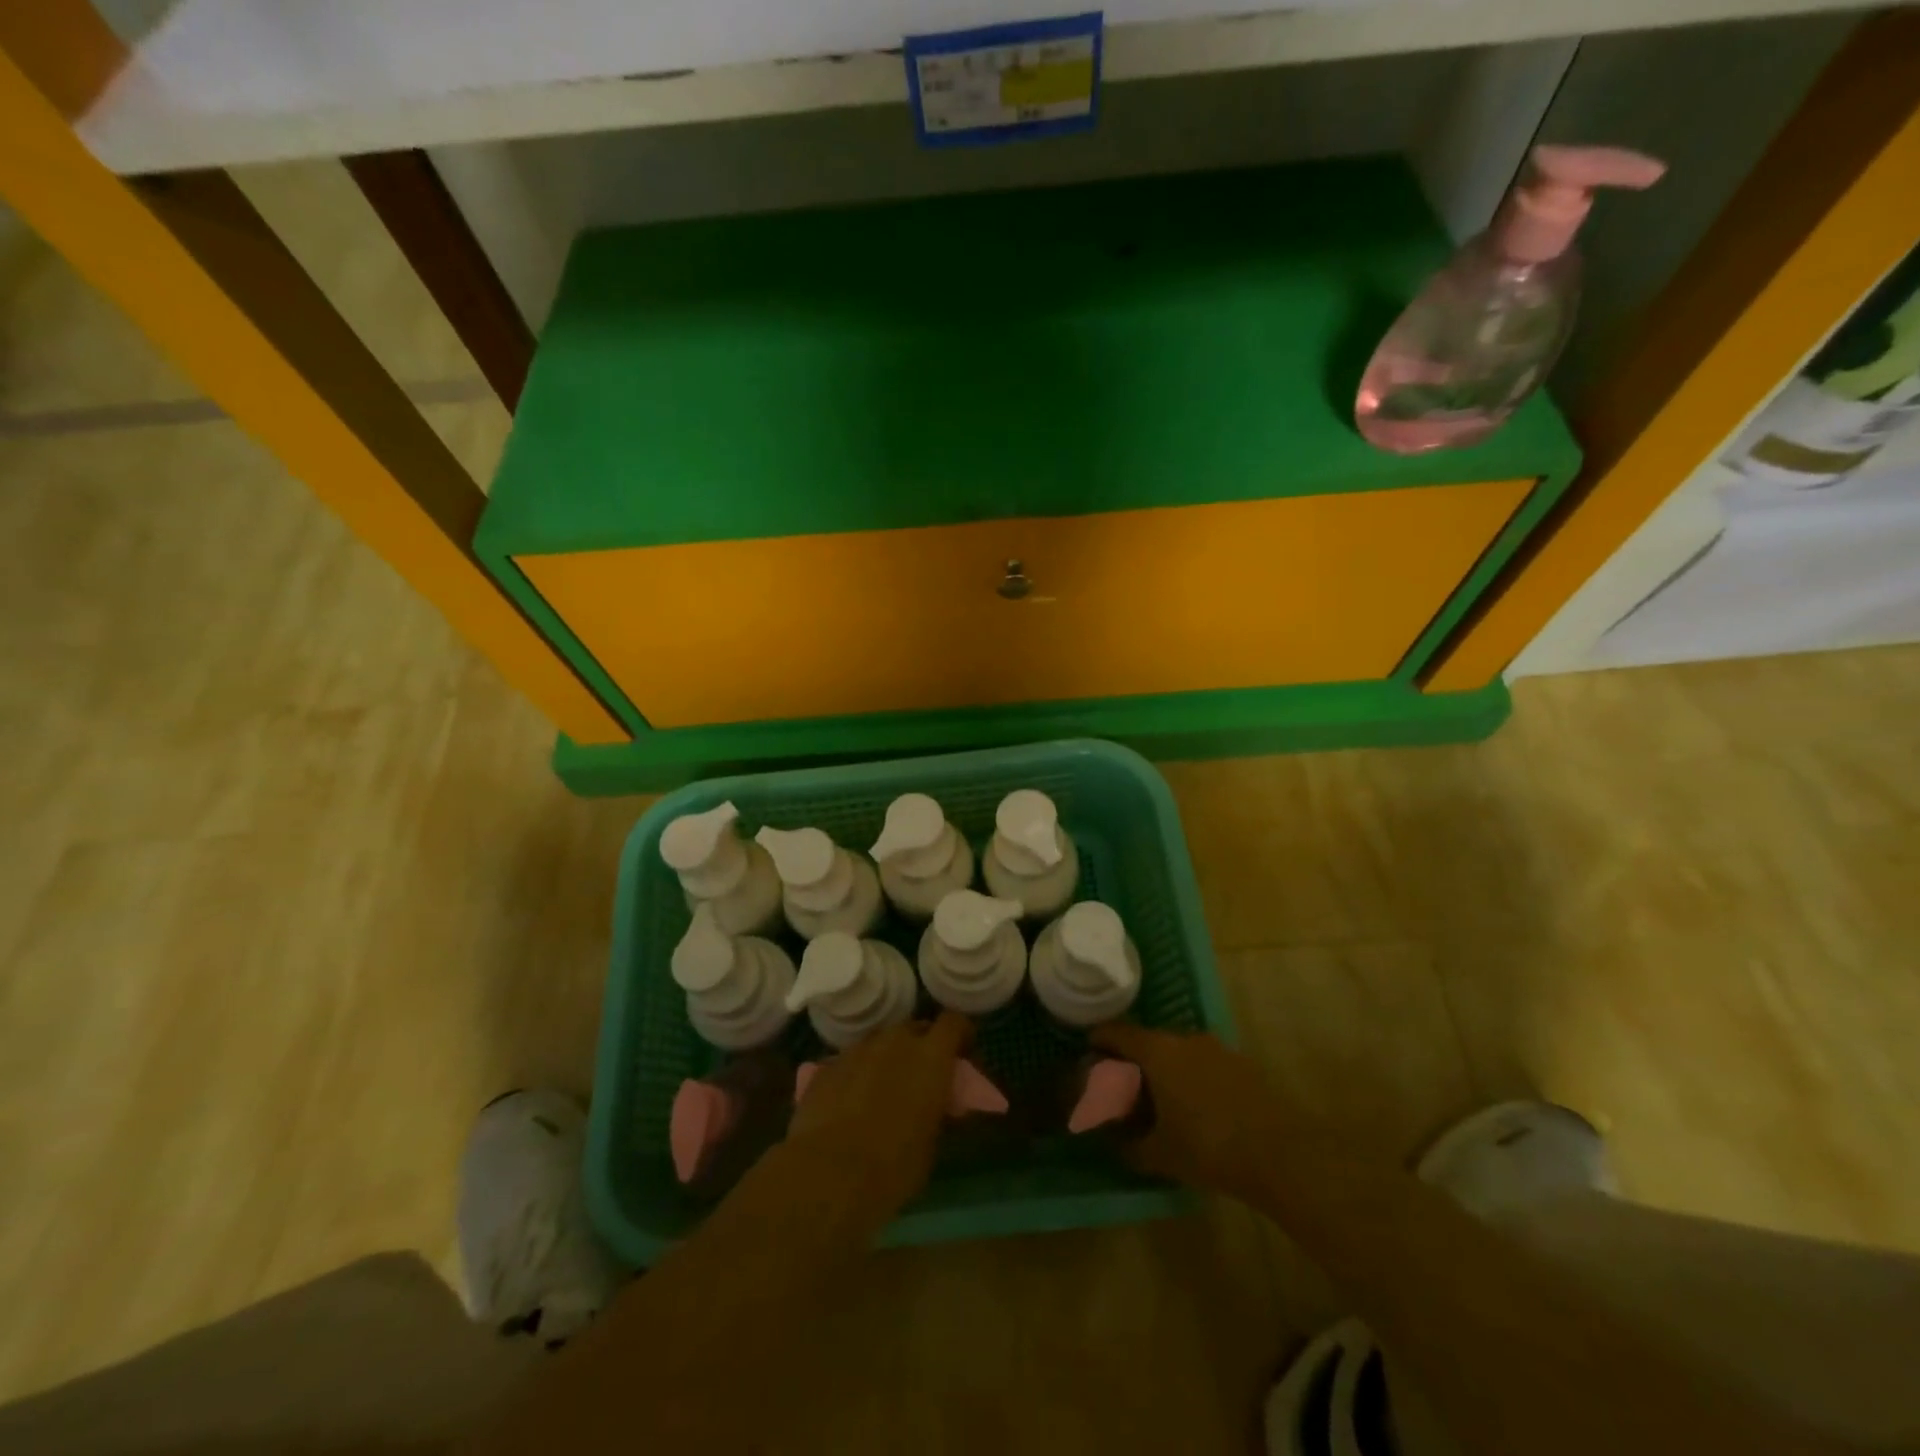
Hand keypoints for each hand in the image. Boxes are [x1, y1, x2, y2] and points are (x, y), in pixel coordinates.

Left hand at [785, 1011, 972, 1219]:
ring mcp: (858, 1050)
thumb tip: (938, 1105)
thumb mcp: (931, 1145)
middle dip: (923, 1047)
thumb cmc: (892, 1167)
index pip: (954, 1022)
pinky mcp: (828, 1066)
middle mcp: (896, 1042)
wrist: (827, 1175)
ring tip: (885, 1089)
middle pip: (916, 1029)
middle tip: (922, 1077)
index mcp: (930, 1057)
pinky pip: (853, 1060)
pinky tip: (852, 1102)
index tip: (962, 1055)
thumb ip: (938, 1113)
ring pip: (882, 1042)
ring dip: (889, 1058)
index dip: (961, 1034)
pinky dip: (859, 1073)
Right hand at [1089, 1022, 1289, 1198]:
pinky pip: (1203, 1063)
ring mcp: (1217, 1048)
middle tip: (1123, 1085)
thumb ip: (1129, 1145)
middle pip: (1148, 1040)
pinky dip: (1191, 1077)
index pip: (1117, 1031)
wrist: (1281, 1153)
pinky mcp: (1242, 1064)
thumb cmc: (1208, 1147)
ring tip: (1161, 1099)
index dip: (1099, 1039)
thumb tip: (1113, 1142)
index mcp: (1158, 1051)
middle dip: (1133, 1059)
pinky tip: (1196, 1107)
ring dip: (1165, 1068)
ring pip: (1178, 1051)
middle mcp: (1185, 1039)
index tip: (1088, 1052)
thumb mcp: (1160, 1154)